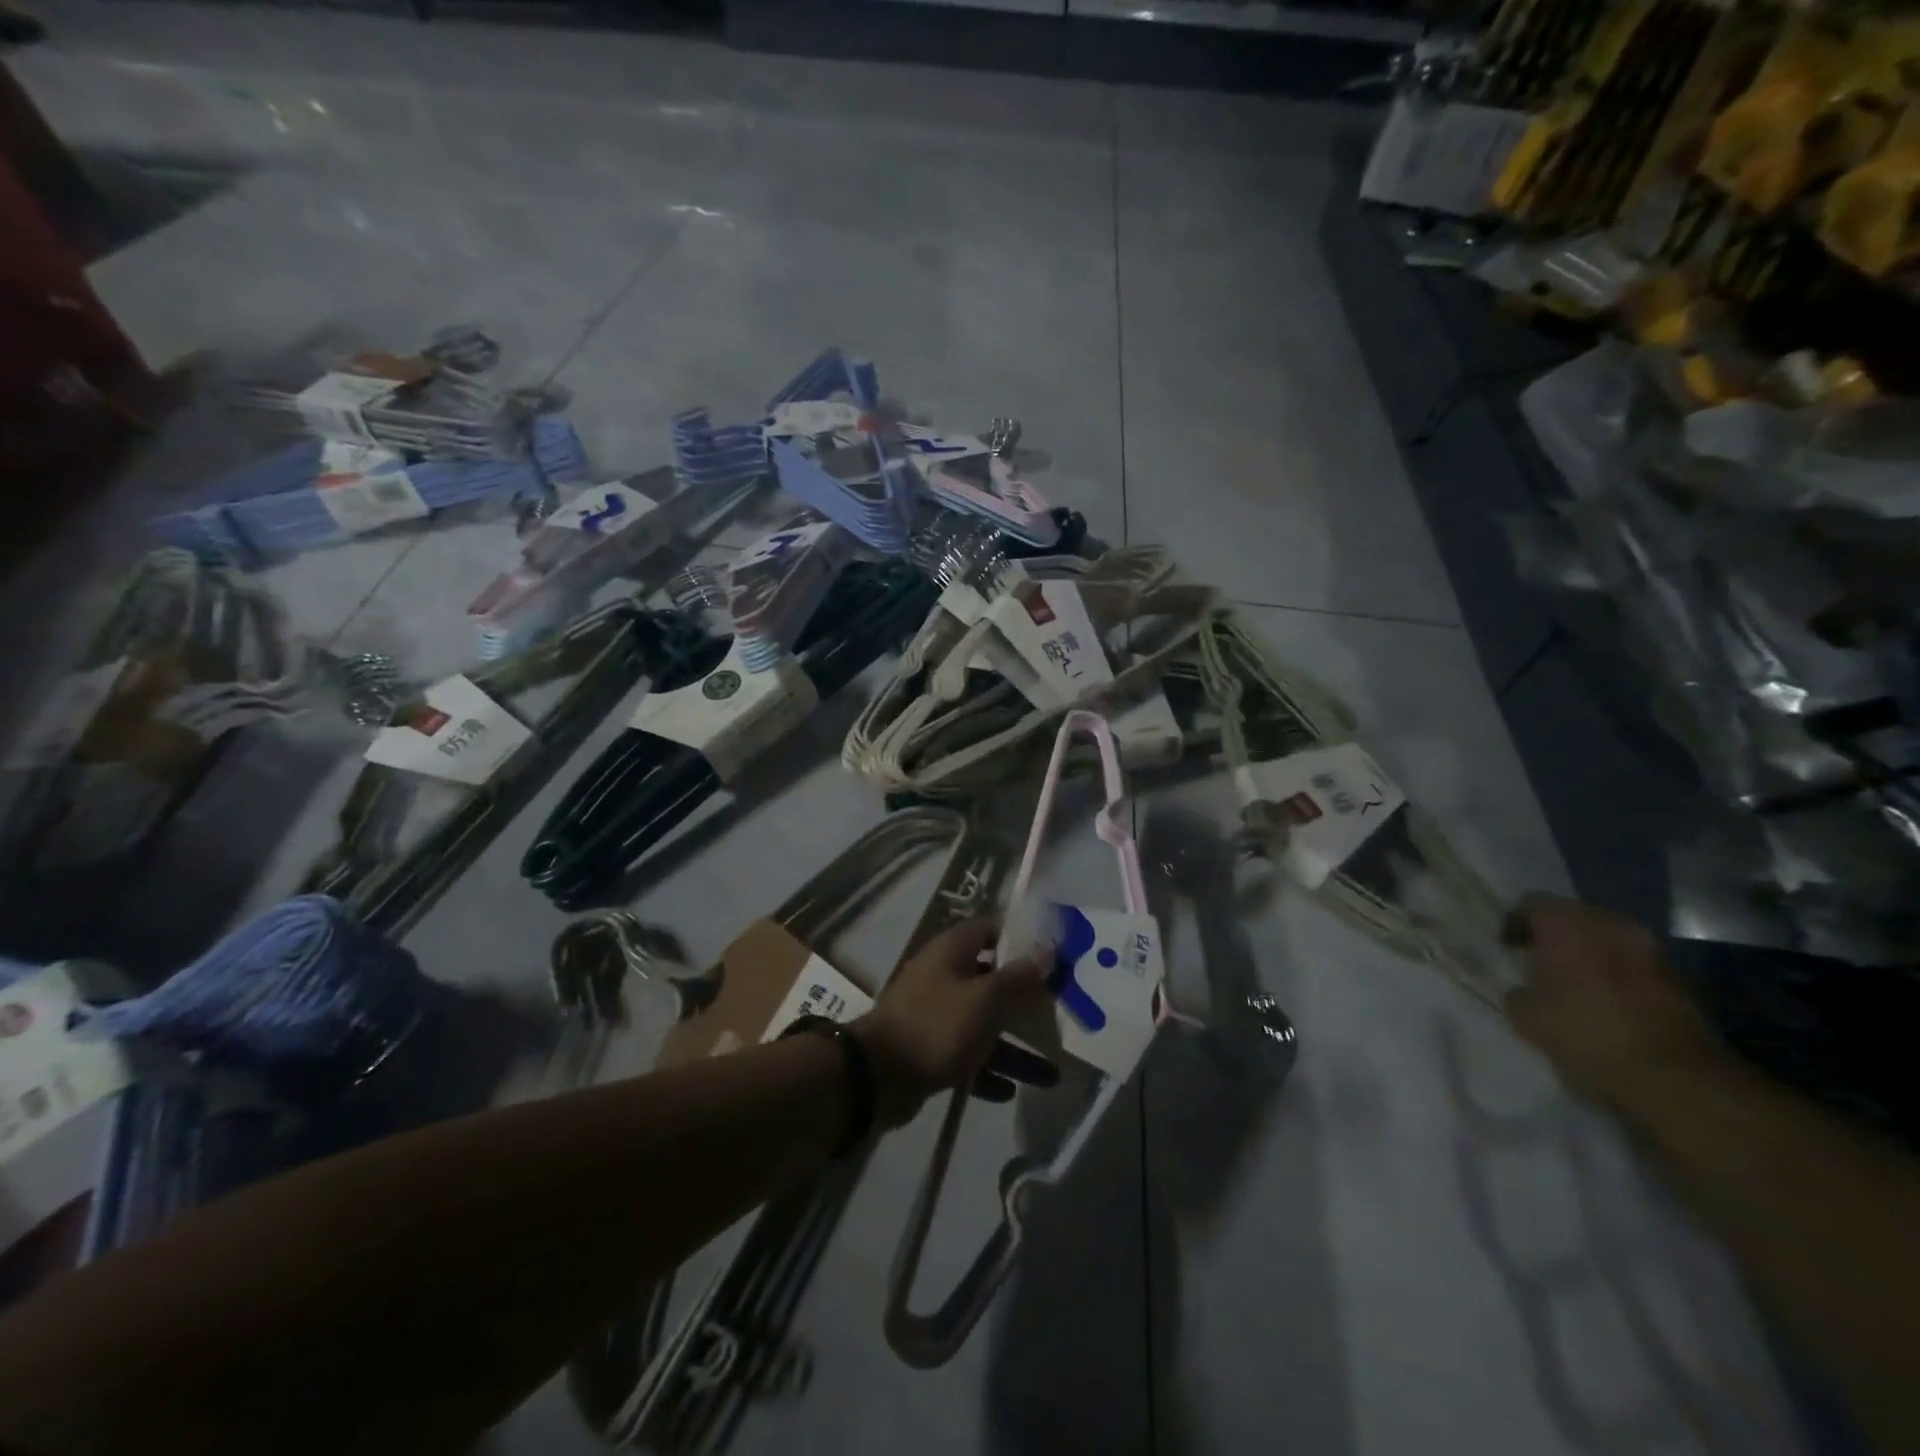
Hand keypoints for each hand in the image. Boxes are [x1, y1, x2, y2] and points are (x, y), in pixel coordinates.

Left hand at [855, 918, 1056, 1128]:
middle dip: (1024, 1000)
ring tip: (1051, 1073)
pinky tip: (1010, 1091)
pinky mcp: (928, 1047)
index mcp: (952, 951)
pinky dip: (987, 1069)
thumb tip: (1047, 951)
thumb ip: (1018, 978)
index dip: (1020, 940)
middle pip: (991, 980)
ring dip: (1014, 1046)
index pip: (990, 930)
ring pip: (982, 1023)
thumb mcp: (985, 1000)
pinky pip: (966, 1054)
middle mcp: (943, 975)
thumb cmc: (936, 1025)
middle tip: (1059, 1014)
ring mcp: (934, 1013)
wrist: (877, 1077)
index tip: (1051, 957)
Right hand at [1502, 897, 1725, 1110]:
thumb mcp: (1526, 1016)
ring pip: (1607, 938)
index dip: (1515, 924)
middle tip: (1541, 960)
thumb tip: (1526, 990)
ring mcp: (1649, 948)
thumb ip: (1518, 992)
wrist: (1674, 1076)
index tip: (1508, 948)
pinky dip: (1617, 971)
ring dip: (1590, 952)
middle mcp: (1608, 924)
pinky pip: (1634, 962)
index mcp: (1565, 924)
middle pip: (1573, 916)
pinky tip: (1606, 1000)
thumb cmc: (1584, 1033)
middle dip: (1556, 934)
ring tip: (1575, 982)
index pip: (1530, 905)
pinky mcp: (1678, 977)